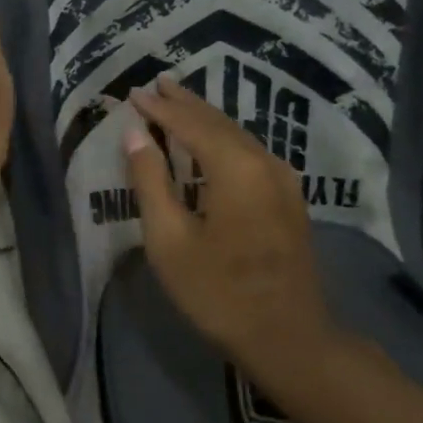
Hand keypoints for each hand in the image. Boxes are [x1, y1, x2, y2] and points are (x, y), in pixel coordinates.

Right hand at [123, 76, 358, 393]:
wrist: (288, 337)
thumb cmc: (217, 292)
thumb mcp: (169, 240)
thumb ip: (150, 181)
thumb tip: (135, 134)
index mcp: (235, 168)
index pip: (190, 123)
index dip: (159, 108)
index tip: (133, 93)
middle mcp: (265, 162)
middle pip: (219, 122)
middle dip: (185, 103)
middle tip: (157, 84)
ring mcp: (283, 180)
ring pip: (238, 136)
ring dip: (205, 119)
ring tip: (177, 103)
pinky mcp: (289, 199)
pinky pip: (250, 153)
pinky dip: (223, 140)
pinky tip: (211, 143)